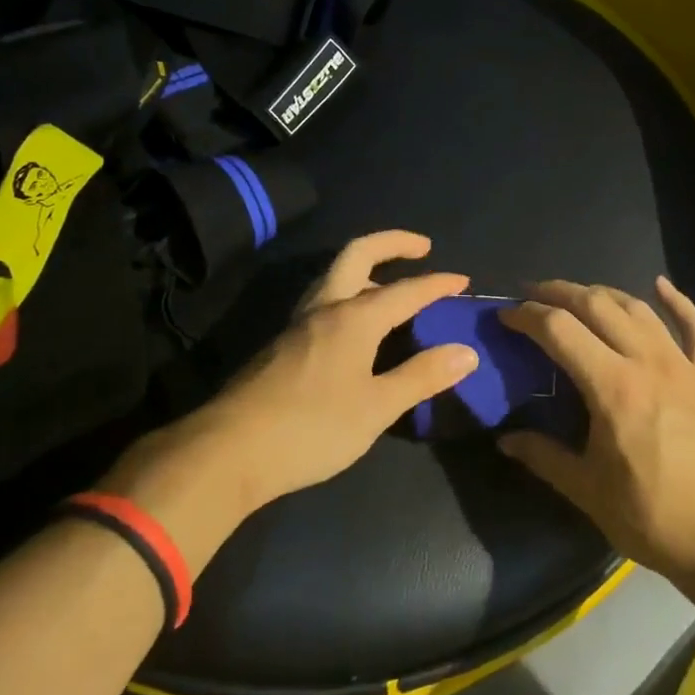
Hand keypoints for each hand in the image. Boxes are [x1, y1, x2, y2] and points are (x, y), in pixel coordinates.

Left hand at [207, 229, 475, 504]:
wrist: (227, 451)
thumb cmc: (311, 428)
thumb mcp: (376, 408)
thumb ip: (421, 377)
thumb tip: (466, 352)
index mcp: (353, 317)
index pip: (406, 290)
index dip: (437, 284)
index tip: (462, 282)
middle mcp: (325, 308)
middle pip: (358, 253)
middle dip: (392, 243)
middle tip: (422, 247)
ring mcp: (298, 323)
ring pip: (334, 275)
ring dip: (366, 266)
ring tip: (389, 282)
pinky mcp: (281, 343)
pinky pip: (322, 299)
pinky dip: (348, 292)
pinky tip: (354, 324)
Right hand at [498, 278, 694, 587]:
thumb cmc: (656, 519)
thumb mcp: (589, 492)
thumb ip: (544, 457)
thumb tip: (505, 439)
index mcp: (613, 387)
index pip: (560, 330)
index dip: (527, 315)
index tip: (506, 315)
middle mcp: (648, 362)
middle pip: (597, 305)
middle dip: (558, 292)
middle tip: (531, 294)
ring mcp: (684, 366)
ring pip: (638, 309)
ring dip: (603, 293)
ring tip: (577, 295)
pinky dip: (679, 302)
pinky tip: (661, 285)